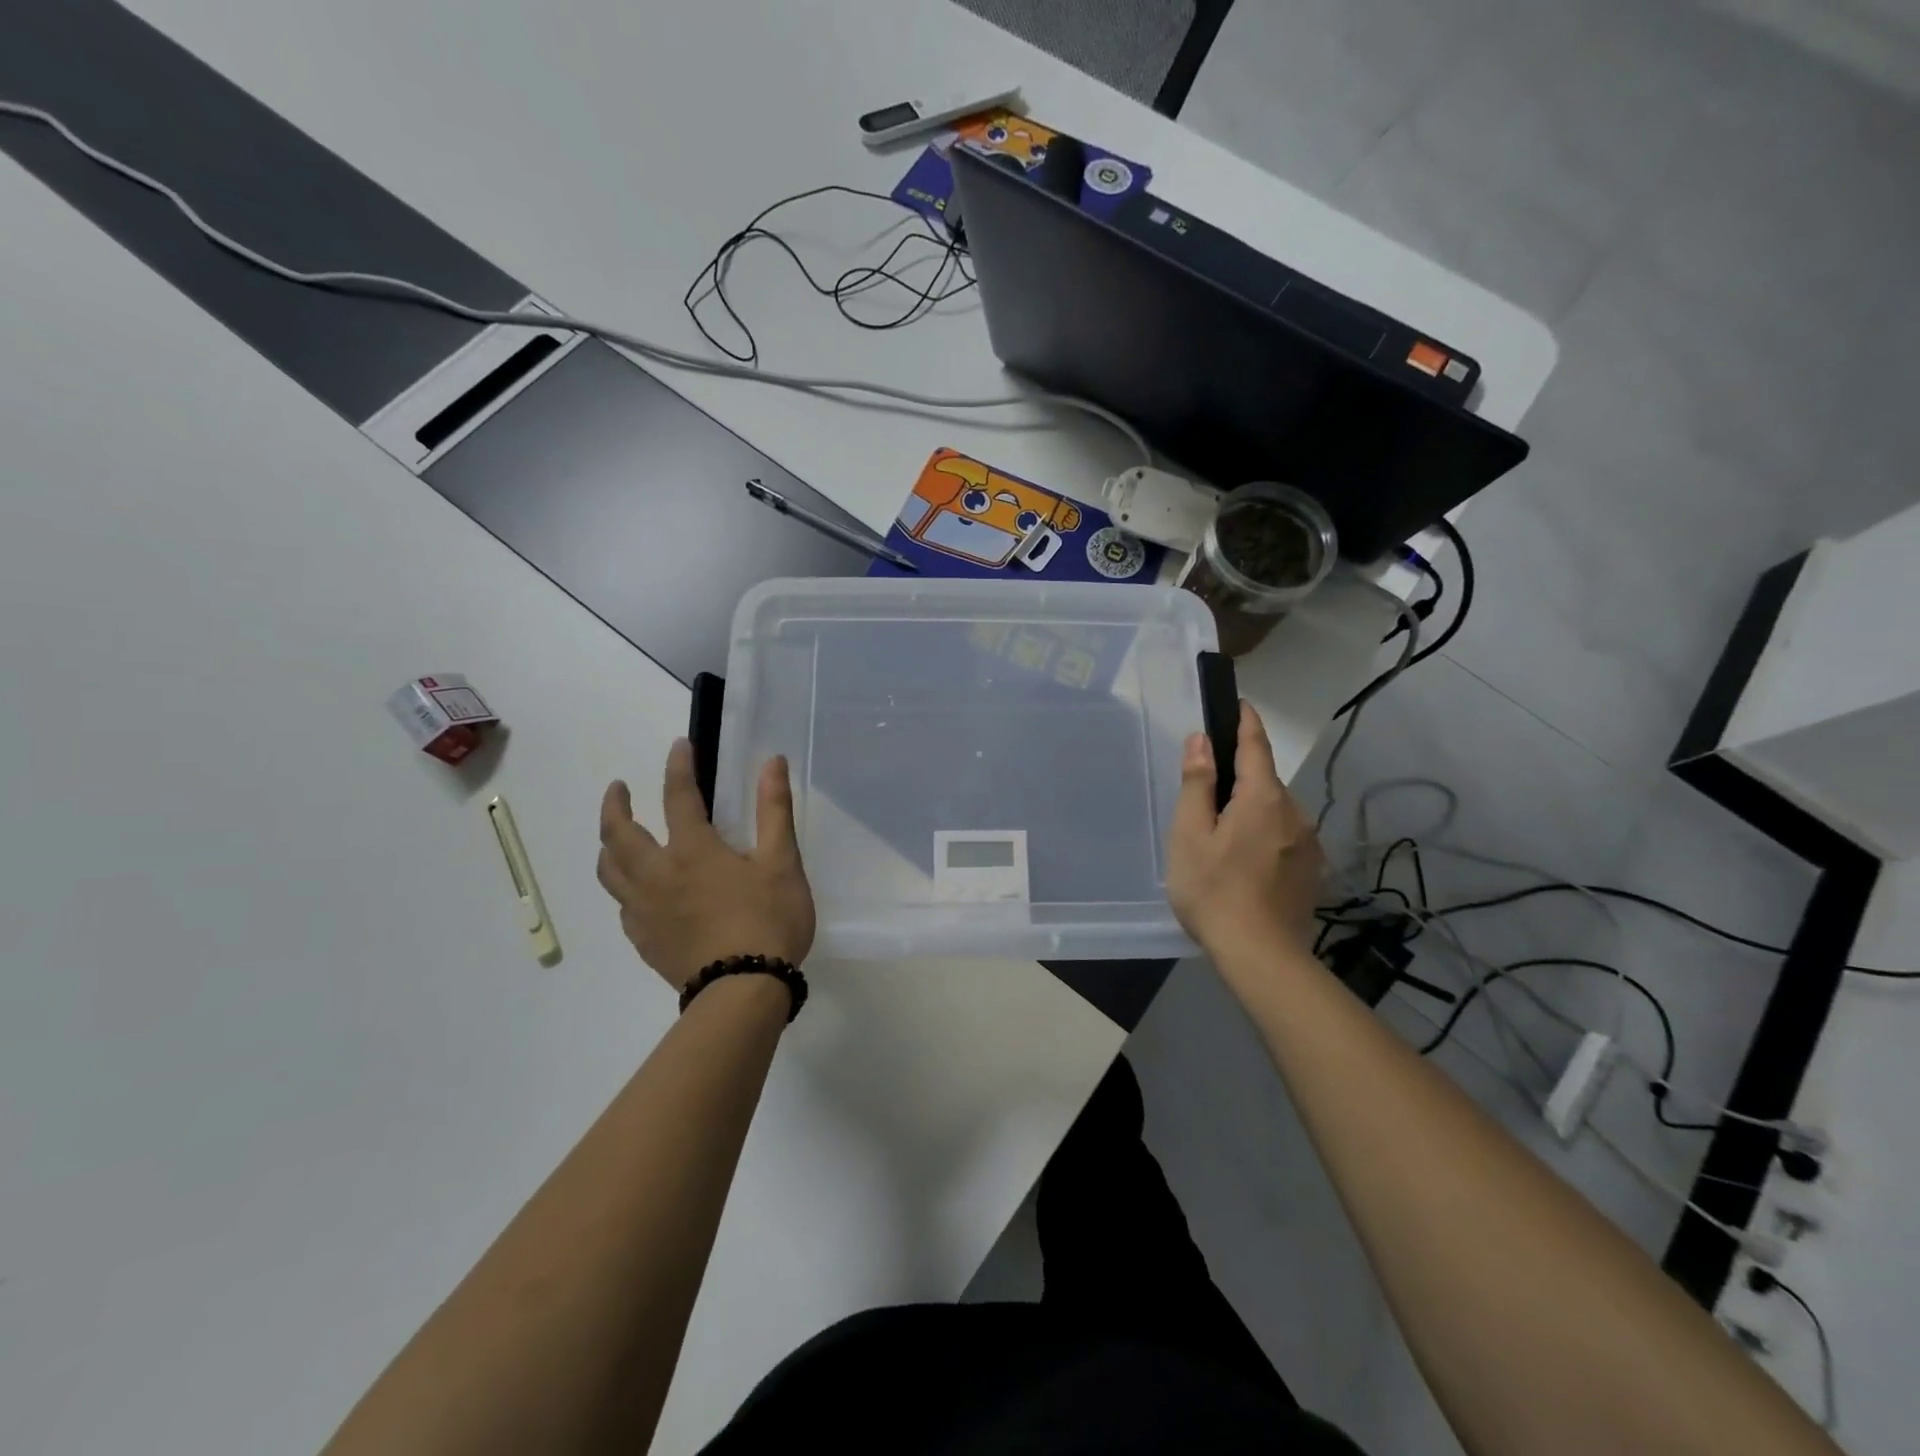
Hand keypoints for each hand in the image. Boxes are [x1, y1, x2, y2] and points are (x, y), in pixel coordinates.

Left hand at [597, 740, 815, 990]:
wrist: (744, 991)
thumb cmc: (768, 920)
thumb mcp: (782, 862)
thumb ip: (774, 810)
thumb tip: (771, 762)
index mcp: (693, 851)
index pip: (678, 797)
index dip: (678, 767)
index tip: (678, 746)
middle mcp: (657, 875)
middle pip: (619, 834)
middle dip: (615, 806)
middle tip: (618, 790)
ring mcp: (645, 911)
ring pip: (610, 871)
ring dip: (608, 845)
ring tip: (615, 837)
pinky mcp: (644, 942)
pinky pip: (621, 906)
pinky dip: (623, 887)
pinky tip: (635, 892)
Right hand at [1166, 701, 1324, 960]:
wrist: (1262, 956)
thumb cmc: (1214, 890)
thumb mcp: (1190, 834)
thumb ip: (1197, 783)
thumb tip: (1201, 739)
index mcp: (1262, 798)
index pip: (1256, 746)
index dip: (1247, 722)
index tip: (1240, 704)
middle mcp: (1294, 812)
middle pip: (1265, 780)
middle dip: (1242, 776)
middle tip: (1208, 793)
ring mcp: (1308, 842)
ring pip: (1276, 810)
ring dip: (1253, 809)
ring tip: (1222, 835)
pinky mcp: (1312, 868)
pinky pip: (1286, 835)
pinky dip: (1265, 834)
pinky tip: (1245, 862)